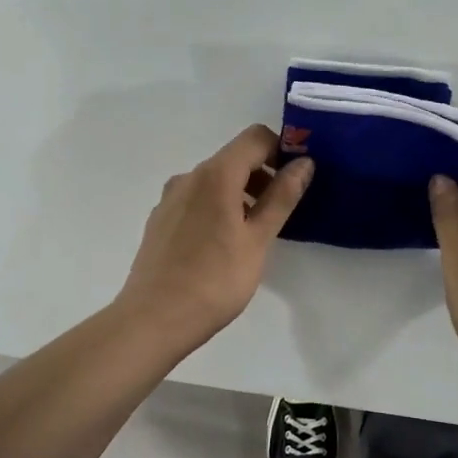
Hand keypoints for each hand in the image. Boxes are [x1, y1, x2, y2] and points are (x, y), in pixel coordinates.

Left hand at [115, 126, 313, 349]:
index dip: (281, 150)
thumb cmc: (215, 280)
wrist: (153, 320)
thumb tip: (304, 163)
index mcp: (216, 175)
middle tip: (281, 212)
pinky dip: (218, 208)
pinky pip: (197, 200)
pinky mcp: (160, 220)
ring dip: (241, 194)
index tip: (296, 179)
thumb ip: (282, 197)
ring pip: (215, 181)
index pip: (256, 137)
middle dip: (263, 175)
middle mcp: (189, 177)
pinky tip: (222, 246)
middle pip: (234, 158)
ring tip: (254, 234)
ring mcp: (170, 198)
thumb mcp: (258, 239)